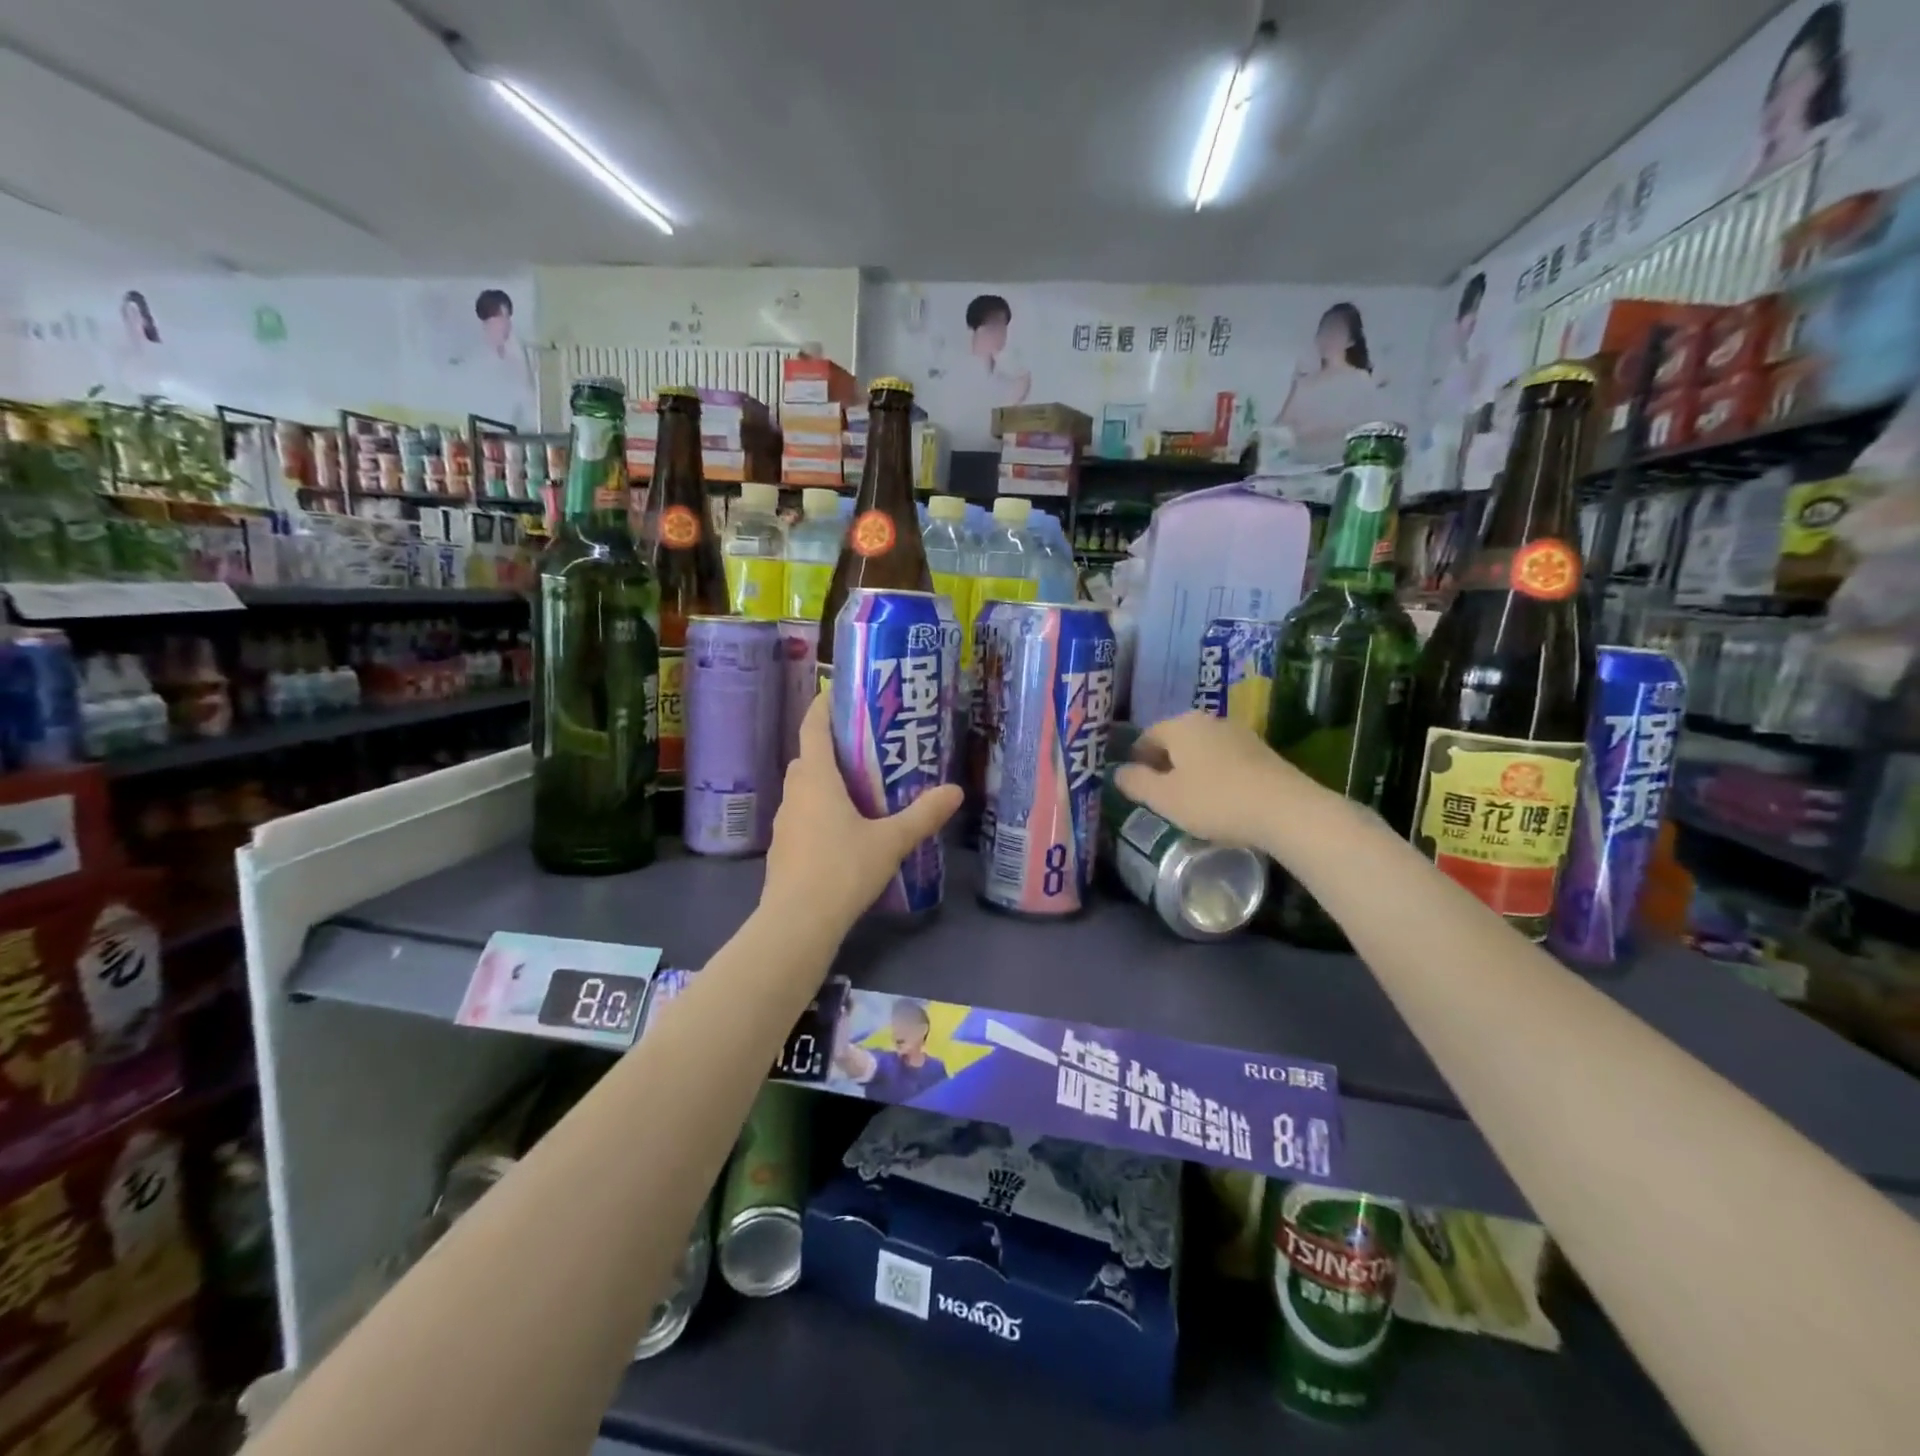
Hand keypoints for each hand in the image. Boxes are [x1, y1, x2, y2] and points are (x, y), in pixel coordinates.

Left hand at [763, 695, 962, 931]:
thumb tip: (955, 791)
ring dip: (825, 780)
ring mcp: (784, 822)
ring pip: (804, 788)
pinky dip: (820, 809)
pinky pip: (802, 814)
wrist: (797, 923)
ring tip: (860, 786)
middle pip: (808, 757)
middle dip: (832, 746)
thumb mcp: (891, 841)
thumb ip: (923, 815)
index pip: (812, 728)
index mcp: (816, 779)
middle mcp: (795, 793)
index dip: (823, 706)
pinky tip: (844, 829)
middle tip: (866, 745)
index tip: (837, 691)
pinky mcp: (783, 848)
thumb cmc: (842, 870)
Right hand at [1112, 711, 1318, 852]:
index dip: (1136, 760)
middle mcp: (1208, 721)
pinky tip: (1220, 800)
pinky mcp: (1261, 752)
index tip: (1136, 786)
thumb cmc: (1215, 801)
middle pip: (1175, 740)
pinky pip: (1225, 759)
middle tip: (1160, 795)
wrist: (1286, 810)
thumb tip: (1118, 772)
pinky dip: (1215, 775)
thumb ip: (1136, 783)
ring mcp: (1239, 734)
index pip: (1146, 736)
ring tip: (1189, 800)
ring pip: (1201, 749)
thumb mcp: (1165, 799)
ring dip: (1190, 770)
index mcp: (1180, 725)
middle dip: (1164, 764)